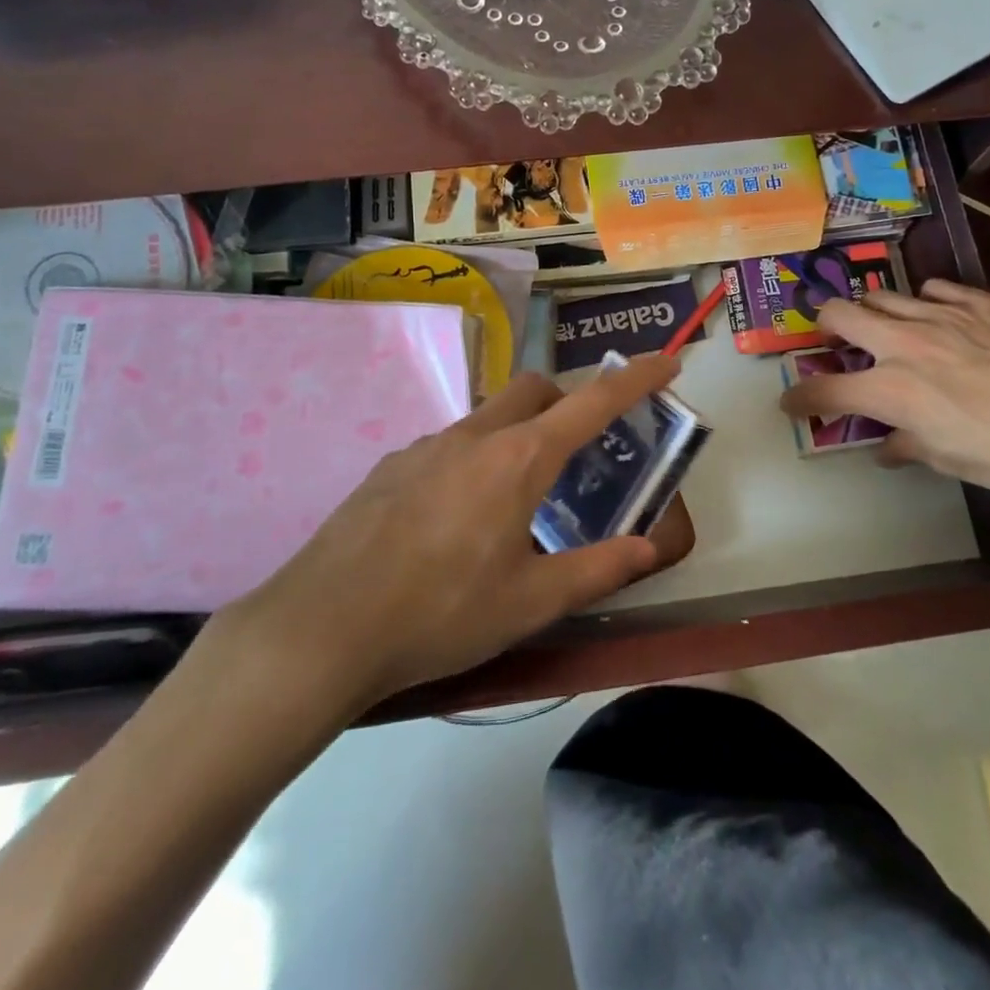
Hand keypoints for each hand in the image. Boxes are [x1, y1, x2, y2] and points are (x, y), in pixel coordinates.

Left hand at [210, 356, 693, 722]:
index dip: (635, 379)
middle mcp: (474, 436)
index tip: (667, 361)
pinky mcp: (390, 466)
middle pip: (533, 389)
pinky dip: (472, 460)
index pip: (592, 402)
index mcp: (519, 459)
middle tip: (578, 451)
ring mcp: (426, 446)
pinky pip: (448, 445)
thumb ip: (598, 569)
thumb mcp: (532, 601)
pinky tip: (454, 520)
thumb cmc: (441, 613)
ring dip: (516, 435)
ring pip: (488, 416)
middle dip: (566, 401)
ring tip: (514, 501)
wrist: (322, 628)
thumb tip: (649, 547)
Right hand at [780, 280, 989, 518]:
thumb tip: (889, 443)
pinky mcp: (982, 302)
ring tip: (886, 330)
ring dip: (874, 313)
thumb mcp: (948, 460)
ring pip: (885, 295)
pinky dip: (925, 303)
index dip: (800, 398)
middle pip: (840, 314)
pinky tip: (940, 320)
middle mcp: (906, 342)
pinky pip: (936, 290)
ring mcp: (944, 315)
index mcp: (891, 389)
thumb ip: (906, 443)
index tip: (793, 402)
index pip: (824, 390)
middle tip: (834, 345)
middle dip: (825, 329)